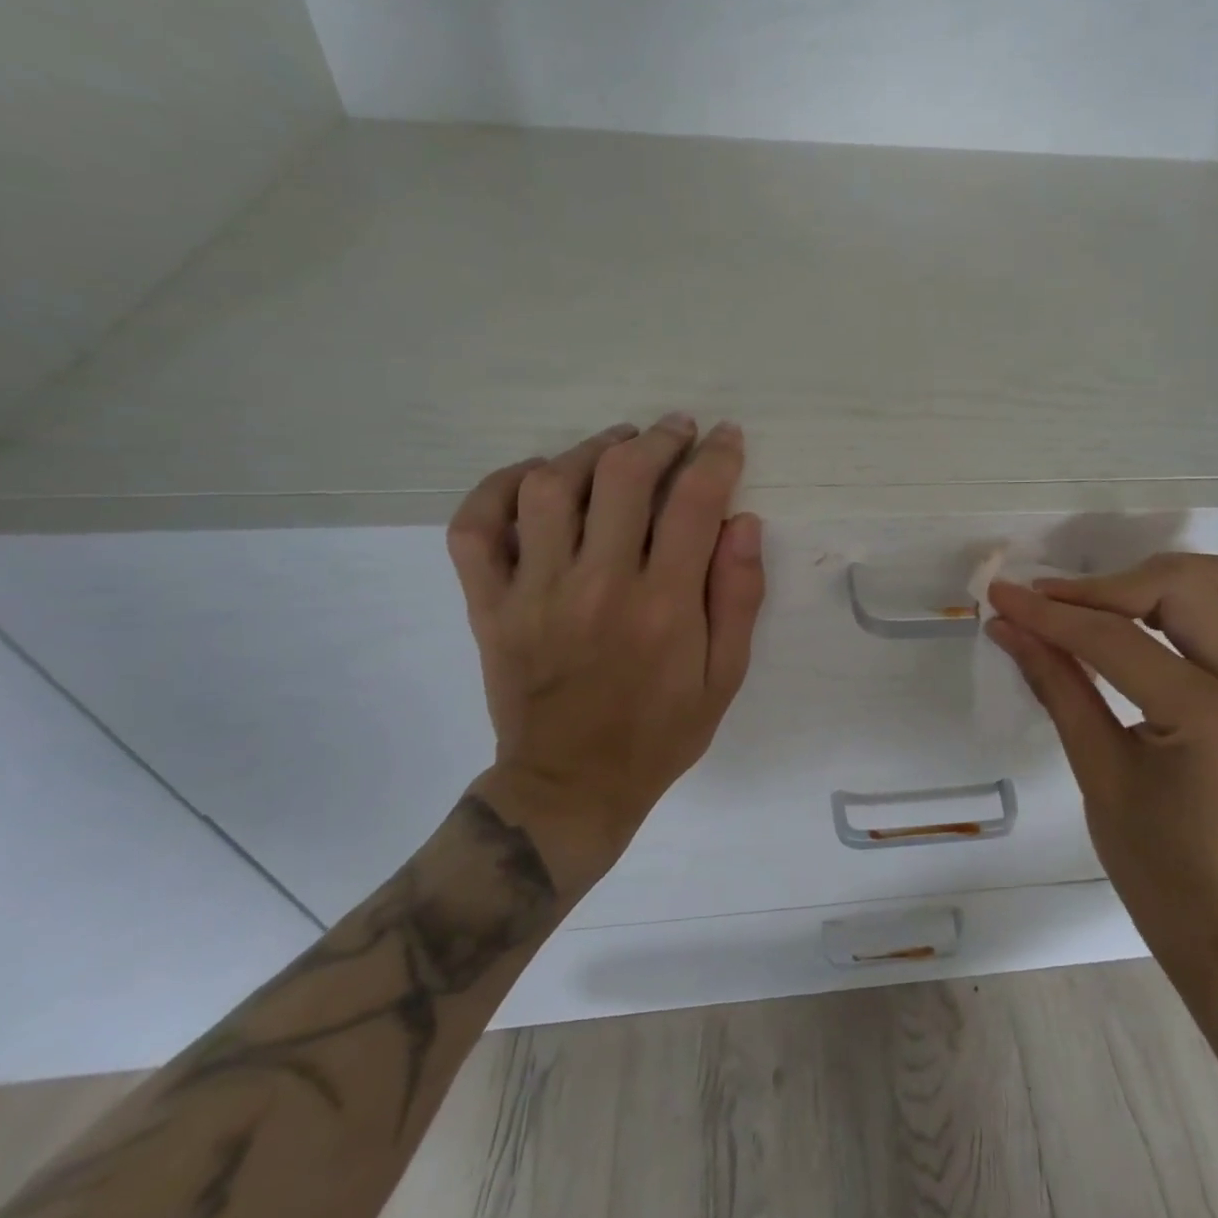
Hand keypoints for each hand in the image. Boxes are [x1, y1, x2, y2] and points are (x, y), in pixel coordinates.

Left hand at [445, 414, 766, 873]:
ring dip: (588, 450)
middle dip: (658, 440)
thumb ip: (738, 597)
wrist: (570, 786)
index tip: (726, 438)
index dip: (716, 458)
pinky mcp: (490, 604)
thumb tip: (742, 522)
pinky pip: (475, 527)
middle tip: (676, 430)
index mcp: (663, 606)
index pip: (693, 503)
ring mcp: (534, 592)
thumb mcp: (725, 677)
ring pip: (550, 486)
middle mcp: (597, 585)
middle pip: (622, 477)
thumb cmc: (660, 734)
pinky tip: (534, 477)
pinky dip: (498, 488)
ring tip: (616, 444)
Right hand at [986, 554, 1217, 984]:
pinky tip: (1143, 623)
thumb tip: (1008, 627)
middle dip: (1106, 586)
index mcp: (1210, 717)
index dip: (1050, 614)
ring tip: (1104, 603)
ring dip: (1160, 578)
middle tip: (1051, 605)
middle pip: (1181, 587)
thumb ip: (1056, 685)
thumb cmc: (1155, 868)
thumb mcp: (1096, 772)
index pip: (1117, 639)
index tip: (1000, 595)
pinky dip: (1187, 599)